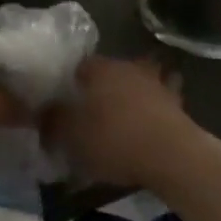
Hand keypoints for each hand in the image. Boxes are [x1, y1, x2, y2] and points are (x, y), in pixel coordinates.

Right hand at [43, 56, 192, 186]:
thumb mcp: (70, 136)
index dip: (70, 82)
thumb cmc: (113, 139)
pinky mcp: (179, 105)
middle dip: (104, 86)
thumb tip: (41, 115)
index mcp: (99, 69)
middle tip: (93, 109)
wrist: (170, 155)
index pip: (79, 66)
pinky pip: (162, 101)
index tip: (65, 101)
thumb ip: (52, 123)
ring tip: (125, 115)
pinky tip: (149, 125)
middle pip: (112, 71)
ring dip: (135, 93)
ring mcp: (157, 84)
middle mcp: (128, 68)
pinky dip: (156, 109)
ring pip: (141, 81)